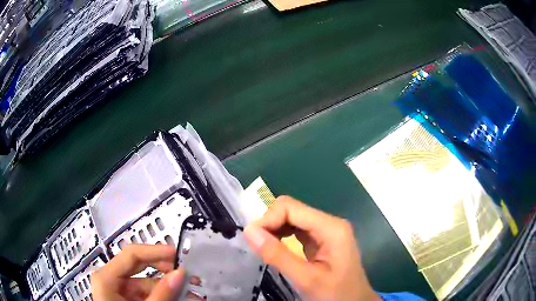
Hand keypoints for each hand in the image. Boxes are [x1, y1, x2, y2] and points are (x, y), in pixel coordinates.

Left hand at [91, 244, 184, 300]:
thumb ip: (161, 294)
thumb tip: (180, 273)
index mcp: (107, 277)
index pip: (132, 254)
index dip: (156, 251)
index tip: (179, 255)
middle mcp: (111, 279)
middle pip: (139, 267)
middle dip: (165, 270)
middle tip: (188, 274)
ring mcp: (119, 290)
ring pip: (146, 283)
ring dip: (169, 288)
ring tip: (191, 294)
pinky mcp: (127, 299)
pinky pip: (146, 294)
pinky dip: (163, 296)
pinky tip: (179, 299)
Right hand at [244, 196, 379, 300]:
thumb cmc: (336, 294)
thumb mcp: (307, 279)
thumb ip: (278, 256)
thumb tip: (249, 231)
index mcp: (331, 228)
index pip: (290, 207)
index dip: (268, 219)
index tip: (253, 240)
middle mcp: (329, 223)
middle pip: (291, 210)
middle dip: (270, 224)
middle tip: (257, 246)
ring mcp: (326, 231)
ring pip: (292, 219)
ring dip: (274, 230)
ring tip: (263, 248)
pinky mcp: (321, 241)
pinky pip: (297, 230)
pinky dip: (281, 236)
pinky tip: (275, 248)